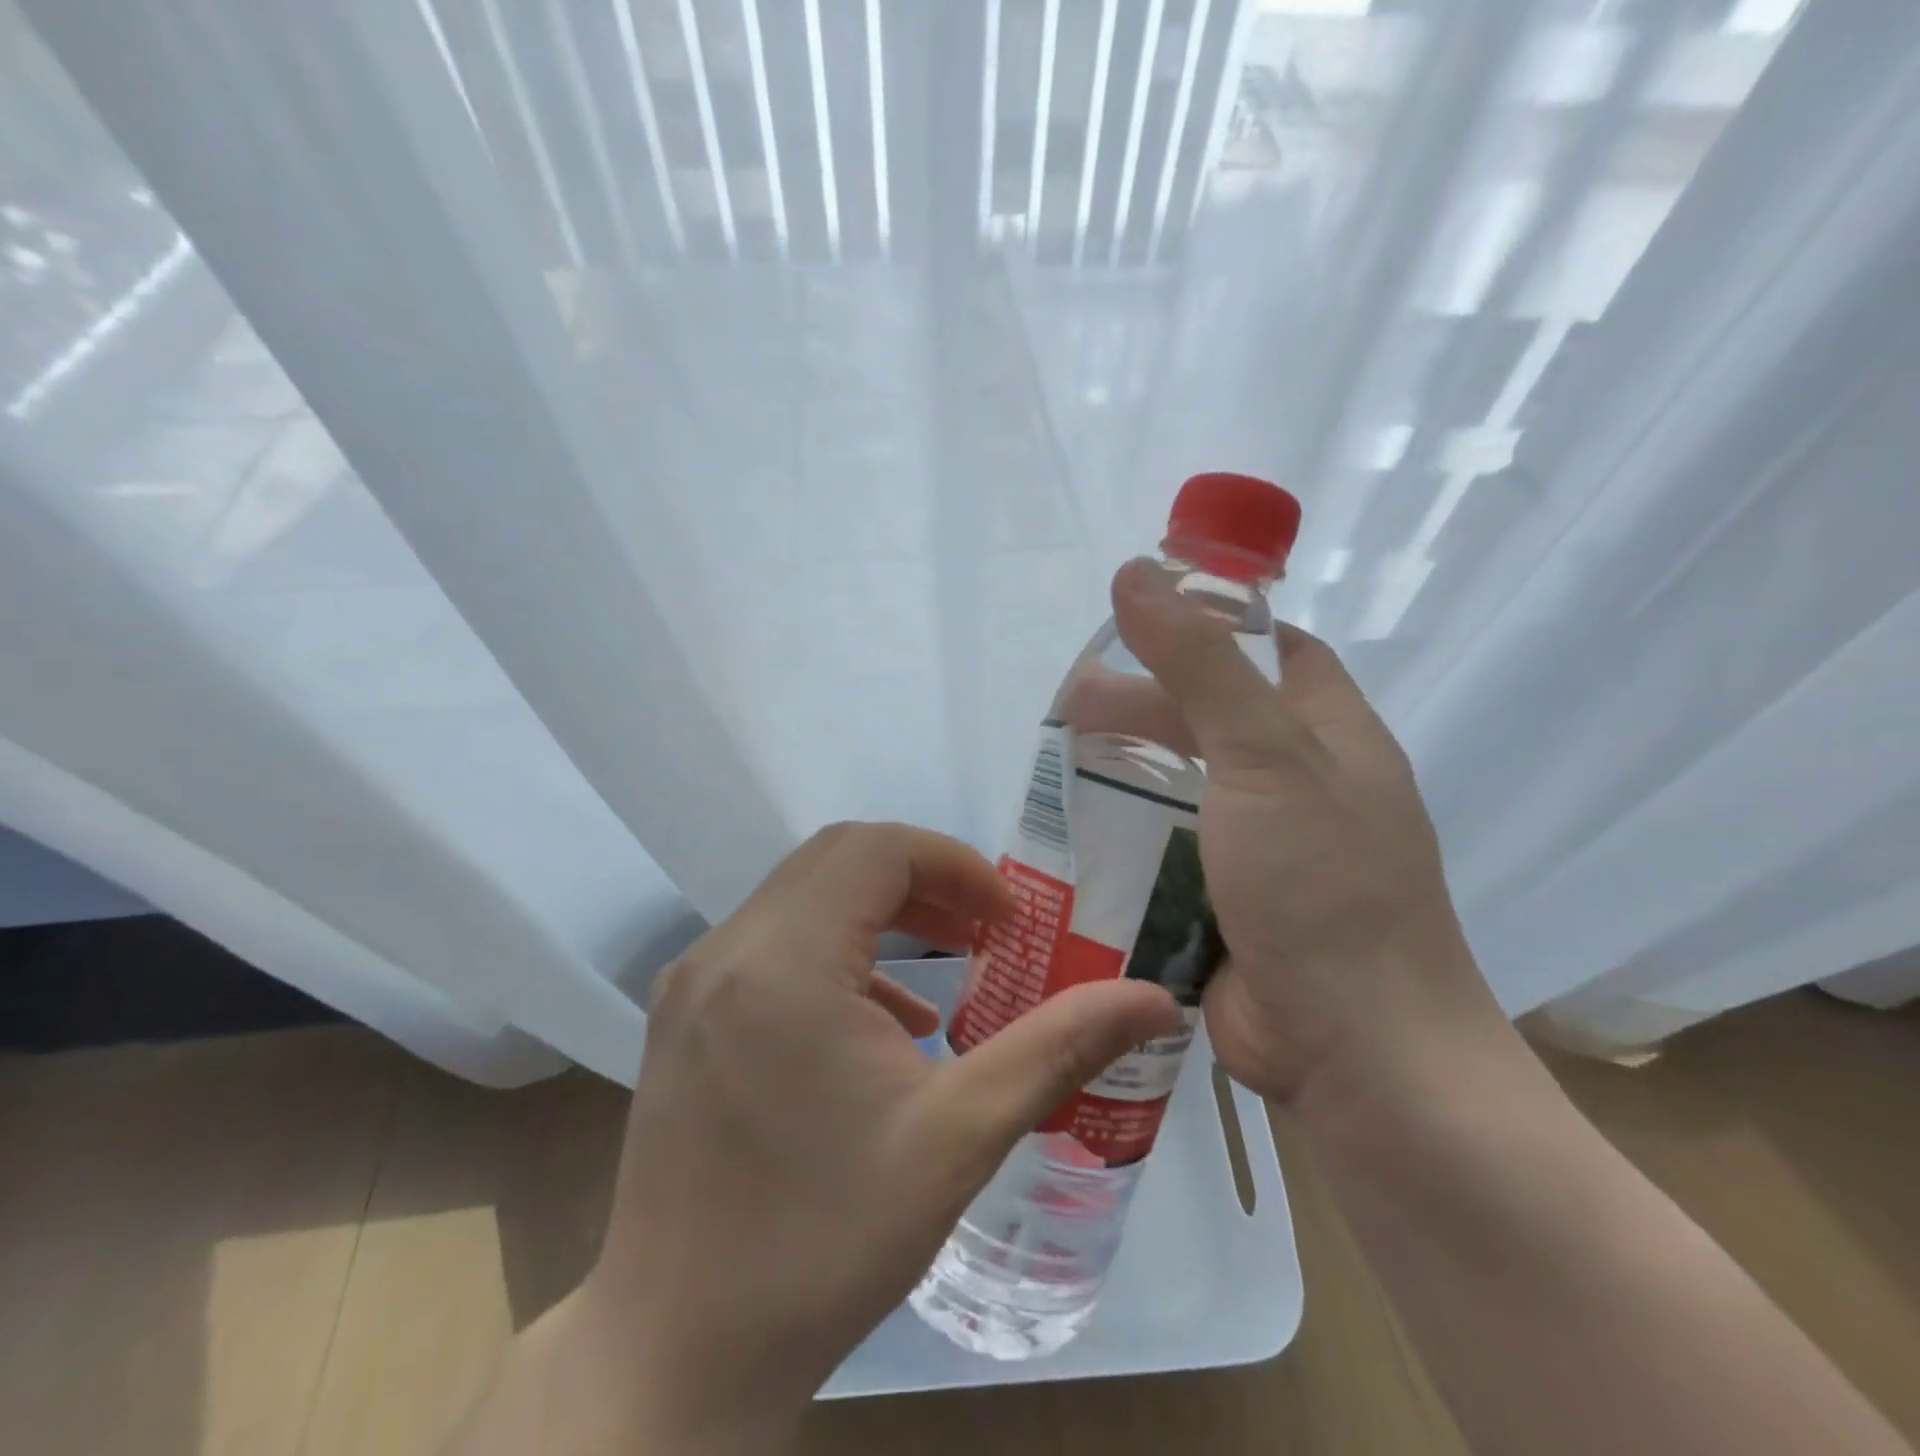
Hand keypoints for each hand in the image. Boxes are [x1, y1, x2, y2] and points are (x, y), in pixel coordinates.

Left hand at [580, 823, 1179, 1451]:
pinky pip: (771, 942)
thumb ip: (1059, 1049)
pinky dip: (836, 949)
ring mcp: (692, 980)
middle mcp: (726, 950)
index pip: (876, 850)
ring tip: (948, 963)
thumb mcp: (959, 1139)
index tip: (1008, 919)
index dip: (953, 865)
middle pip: (837, 859)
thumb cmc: (826, 1243)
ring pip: (802, 895)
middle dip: (922, 878)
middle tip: (986, 928)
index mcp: (785, 962)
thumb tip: (1156, 1000)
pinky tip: (881, 1021)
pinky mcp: (681, 1013)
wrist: (679, 1354)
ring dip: (880, 909)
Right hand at [1106, 559, 1509, 1115]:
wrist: (1355, 1053)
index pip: (1274, 652)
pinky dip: (1126, 839)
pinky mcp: (1224, 904)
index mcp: (1328, 736)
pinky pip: (1167, 852)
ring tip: (1056, 771)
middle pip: (1211, 721)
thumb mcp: (1264, 756)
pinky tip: (1073, 836)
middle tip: (1071, 708)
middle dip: (1144, 708)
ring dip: (1125, 776)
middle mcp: (1298, 786)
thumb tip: (1136, 571)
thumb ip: (1199, 664)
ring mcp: (1261, 850)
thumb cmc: (1322, 885)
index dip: (1213, 627)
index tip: (1140, 623)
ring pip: (1182, 790)